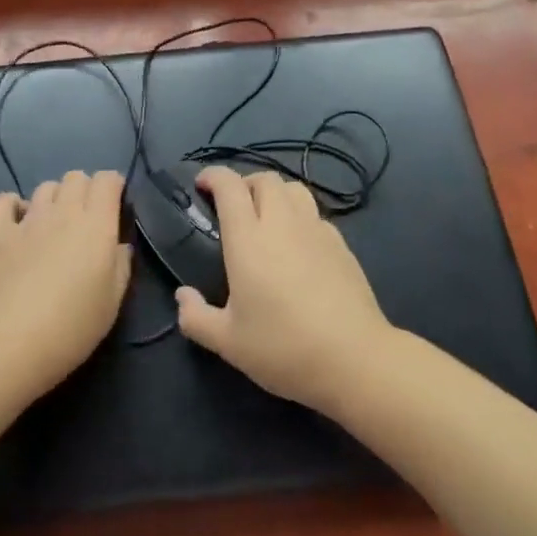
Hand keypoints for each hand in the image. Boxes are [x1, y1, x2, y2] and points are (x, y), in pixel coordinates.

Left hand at [0, 170, 131, 400]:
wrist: (13, 345)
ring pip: (46, 187)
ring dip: (55, 198)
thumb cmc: (73, 326)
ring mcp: (28, 220)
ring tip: (54, 224)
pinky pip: (3, 201)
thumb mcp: (113, 301)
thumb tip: (118, 245)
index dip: (114, 187)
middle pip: (76, 177)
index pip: (108, 180)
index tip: (115, 207)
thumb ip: (121, 264)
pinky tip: (17, 222)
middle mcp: (64, 212)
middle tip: (86, 219)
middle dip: (85, 190)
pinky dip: (12, 205)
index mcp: (96, 224)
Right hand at [175, 166, 393, 413]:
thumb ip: (197, 318)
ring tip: (266, 216)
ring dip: (275, 193)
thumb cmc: (283, 348)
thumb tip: (182, 297)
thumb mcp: (228, 343)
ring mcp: (316, 229)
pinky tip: (298, 244)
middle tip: (233, 207)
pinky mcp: (340, 244)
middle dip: (244, 183)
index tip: (202, 184)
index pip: (229, 185)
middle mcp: (282, 222)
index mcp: (249, 238)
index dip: (213, 176)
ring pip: (293, 188)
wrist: (354, 359)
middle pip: (264, 178)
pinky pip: (314, 214)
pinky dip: (299, 215)